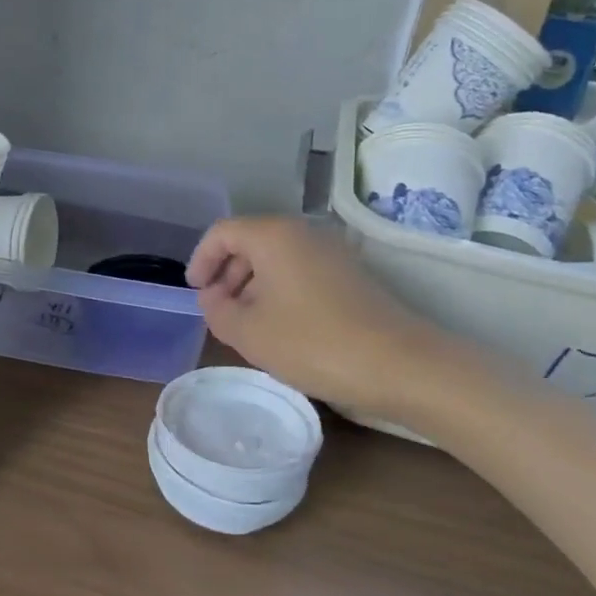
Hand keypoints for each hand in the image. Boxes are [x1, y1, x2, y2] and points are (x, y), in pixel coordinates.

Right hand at [186, 216, 472, 425]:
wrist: (400, 364)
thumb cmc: (313, 343)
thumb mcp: (249, 332)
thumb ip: (217, 310)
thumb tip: (212, 297)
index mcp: (273, 235)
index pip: (222, 233)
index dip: (201, 259)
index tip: (194, 292)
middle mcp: (303, 232)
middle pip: (250, 242)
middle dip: (226, 273)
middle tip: (218, 310)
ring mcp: (331, 251)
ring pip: (276, 258)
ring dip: (252, 284)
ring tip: (246, 323)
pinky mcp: (350, 274)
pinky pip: (300, 271)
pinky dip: (279, 290)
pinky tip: (280, 326)